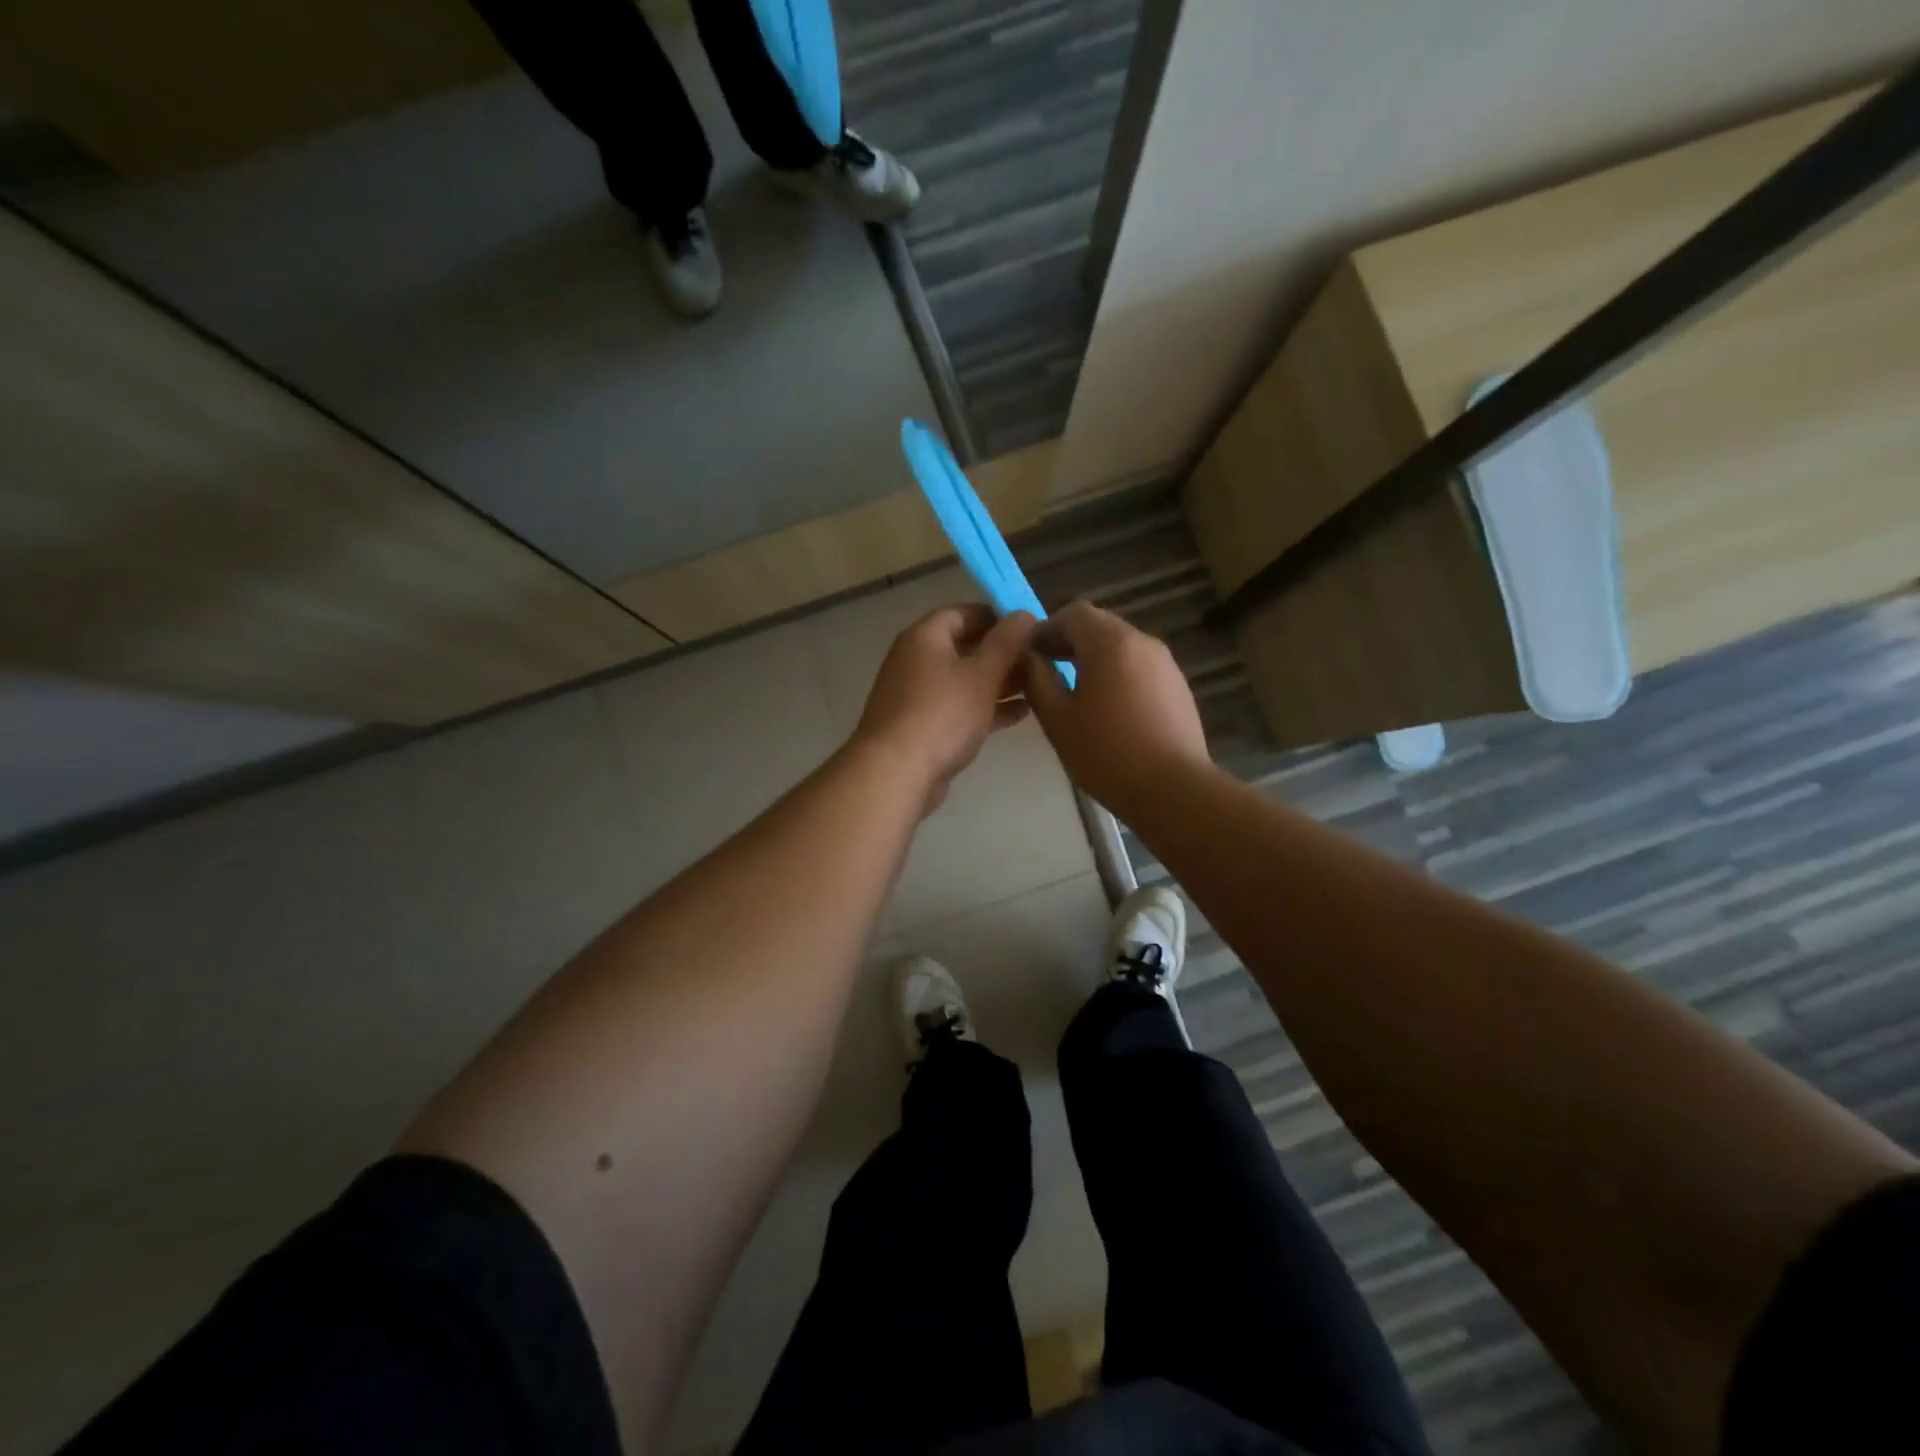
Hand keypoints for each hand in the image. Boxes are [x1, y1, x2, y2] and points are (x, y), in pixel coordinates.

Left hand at [853, 605, 1036, 814]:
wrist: (896, 773)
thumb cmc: (941, 714)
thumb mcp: (982, 674)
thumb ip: (1006, 643)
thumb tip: (1024, 614)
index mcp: (924, 638)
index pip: (962, 613)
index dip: (996, 616)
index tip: (1028, 626)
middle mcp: (915, 660)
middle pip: (963, 647)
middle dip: (1001, 653)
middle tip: (1038, 659)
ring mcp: (916, 695)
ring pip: (963, 680)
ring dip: (998, 682)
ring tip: (1037, 686)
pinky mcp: (922, 726)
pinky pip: (958, 707)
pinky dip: (986, 707)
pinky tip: (1020, 714)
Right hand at [1022, 601, 1209, 816]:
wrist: (1173, 789)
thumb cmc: (1106, 752)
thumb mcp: (1057, 717)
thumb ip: (1037, 679)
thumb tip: (1029, 658)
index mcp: (1110, 642)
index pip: (1073, 614)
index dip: (1047, 629)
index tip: (1030, 655)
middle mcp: (1142, 642)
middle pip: (1100, 626)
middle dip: (1070, 642)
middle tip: (1048, 671)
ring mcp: (1166, 664)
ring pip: (1122, 647)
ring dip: (1095, 659)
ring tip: (1077, 693)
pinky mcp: (1178, 687)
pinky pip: (1140, 668)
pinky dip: (1118, 675)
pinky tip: (1109, 710)